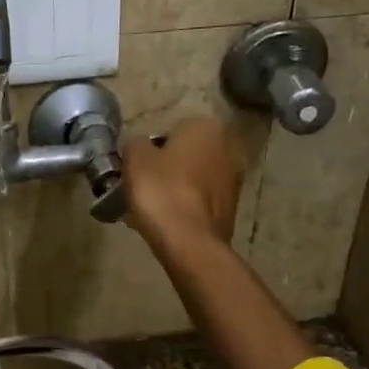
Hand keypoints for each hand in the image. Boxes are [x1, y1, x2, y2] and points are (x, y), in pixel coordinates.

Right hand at [122, 116, 244, 244]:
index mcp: (205, 126)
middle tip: (142, 188)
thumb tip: (139, 145)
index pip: (169, 131)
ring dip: (176, 187)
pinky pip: (201, 199)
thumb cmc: (161, 192)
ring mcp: (234, 178)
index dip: (149, 151)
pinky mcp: (233, 207)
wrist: (190, 242)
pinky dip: (186, 206)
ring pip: (194, 177)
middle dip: (166, 168)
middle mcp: (227, 146)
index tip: (136, 170)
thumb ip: (134, 143)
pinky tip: (168, 221)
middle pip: (185, 154)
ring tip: (152, 208)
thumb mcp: (134, 159)